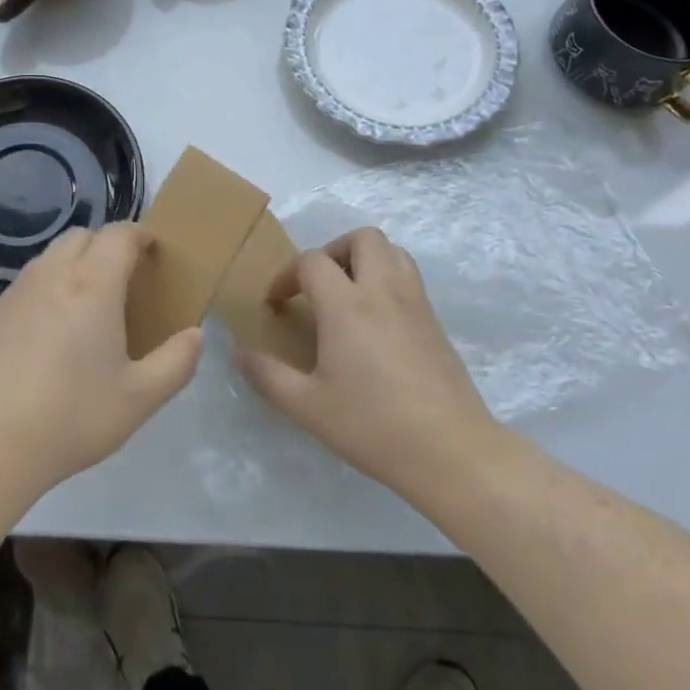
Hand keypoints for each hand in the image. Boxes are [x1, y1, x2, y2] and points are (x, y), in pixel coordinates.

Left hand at [0, 224, 201, 498]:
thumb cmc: (70, 417)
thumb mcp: (139, 398)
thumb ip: (176, 362)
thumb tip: (195, 335)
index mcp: (92, 284)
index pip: (119, 235)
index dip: (141, 235)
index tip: (155, 251)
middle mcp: (52, 274)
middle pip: (83, 236)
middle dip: (108, 245)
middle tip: (127, 279)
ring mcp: (17, 292)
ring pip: (52, 255)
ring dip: (77, 263)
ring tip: (91, 304)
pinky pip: (29, 281)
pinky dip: (50, 286)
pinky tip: (53, 332)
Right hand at [236, 227, 501, 503]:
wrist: (451, 451)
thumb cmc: (372, 425)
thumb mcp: (308, 407)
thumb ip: (268, 376)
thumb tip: (239, 353)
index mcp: (347, 305)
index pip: (312, 261)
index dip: (287, 275)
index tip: (277, 304)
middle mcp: (383, 291)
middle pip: (362, 238)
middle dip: (333, 250)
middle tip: (318, 285)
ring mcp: (415, 303)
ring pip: (392, 251)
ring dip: (365, 259)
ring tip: (348, 294)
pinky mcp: (435, 321)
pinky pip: (409, 277)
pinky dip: (387, 280)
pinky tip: (376, 322)